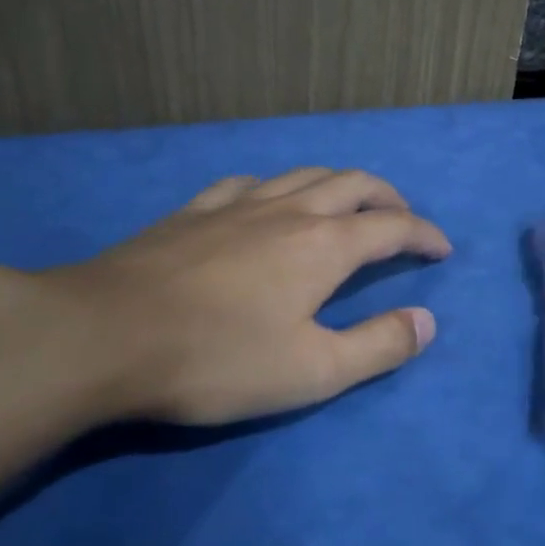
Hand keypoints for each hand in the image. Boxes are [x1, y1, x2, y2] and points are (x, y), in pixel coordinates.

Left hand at [19, 167, 449, 426]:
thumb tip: (427, 322)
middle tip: (403, 219)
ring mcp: (238, 204)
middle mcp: (290, 211)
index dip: (425, 234)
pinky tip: (267, 201)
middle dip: (388, 198)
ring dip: (339, 185)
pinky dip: (279, 187)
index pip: (393, 227)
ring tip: (347, 205)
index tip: (442, 249)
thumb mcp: (312, 371)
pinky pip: (250, 182)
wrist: (101, 336)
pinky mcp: (194, 211)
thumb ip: (378, 346)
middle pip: (354, 184)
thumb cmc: (217, 359)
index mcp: (325, 245)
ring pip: (305, 174)